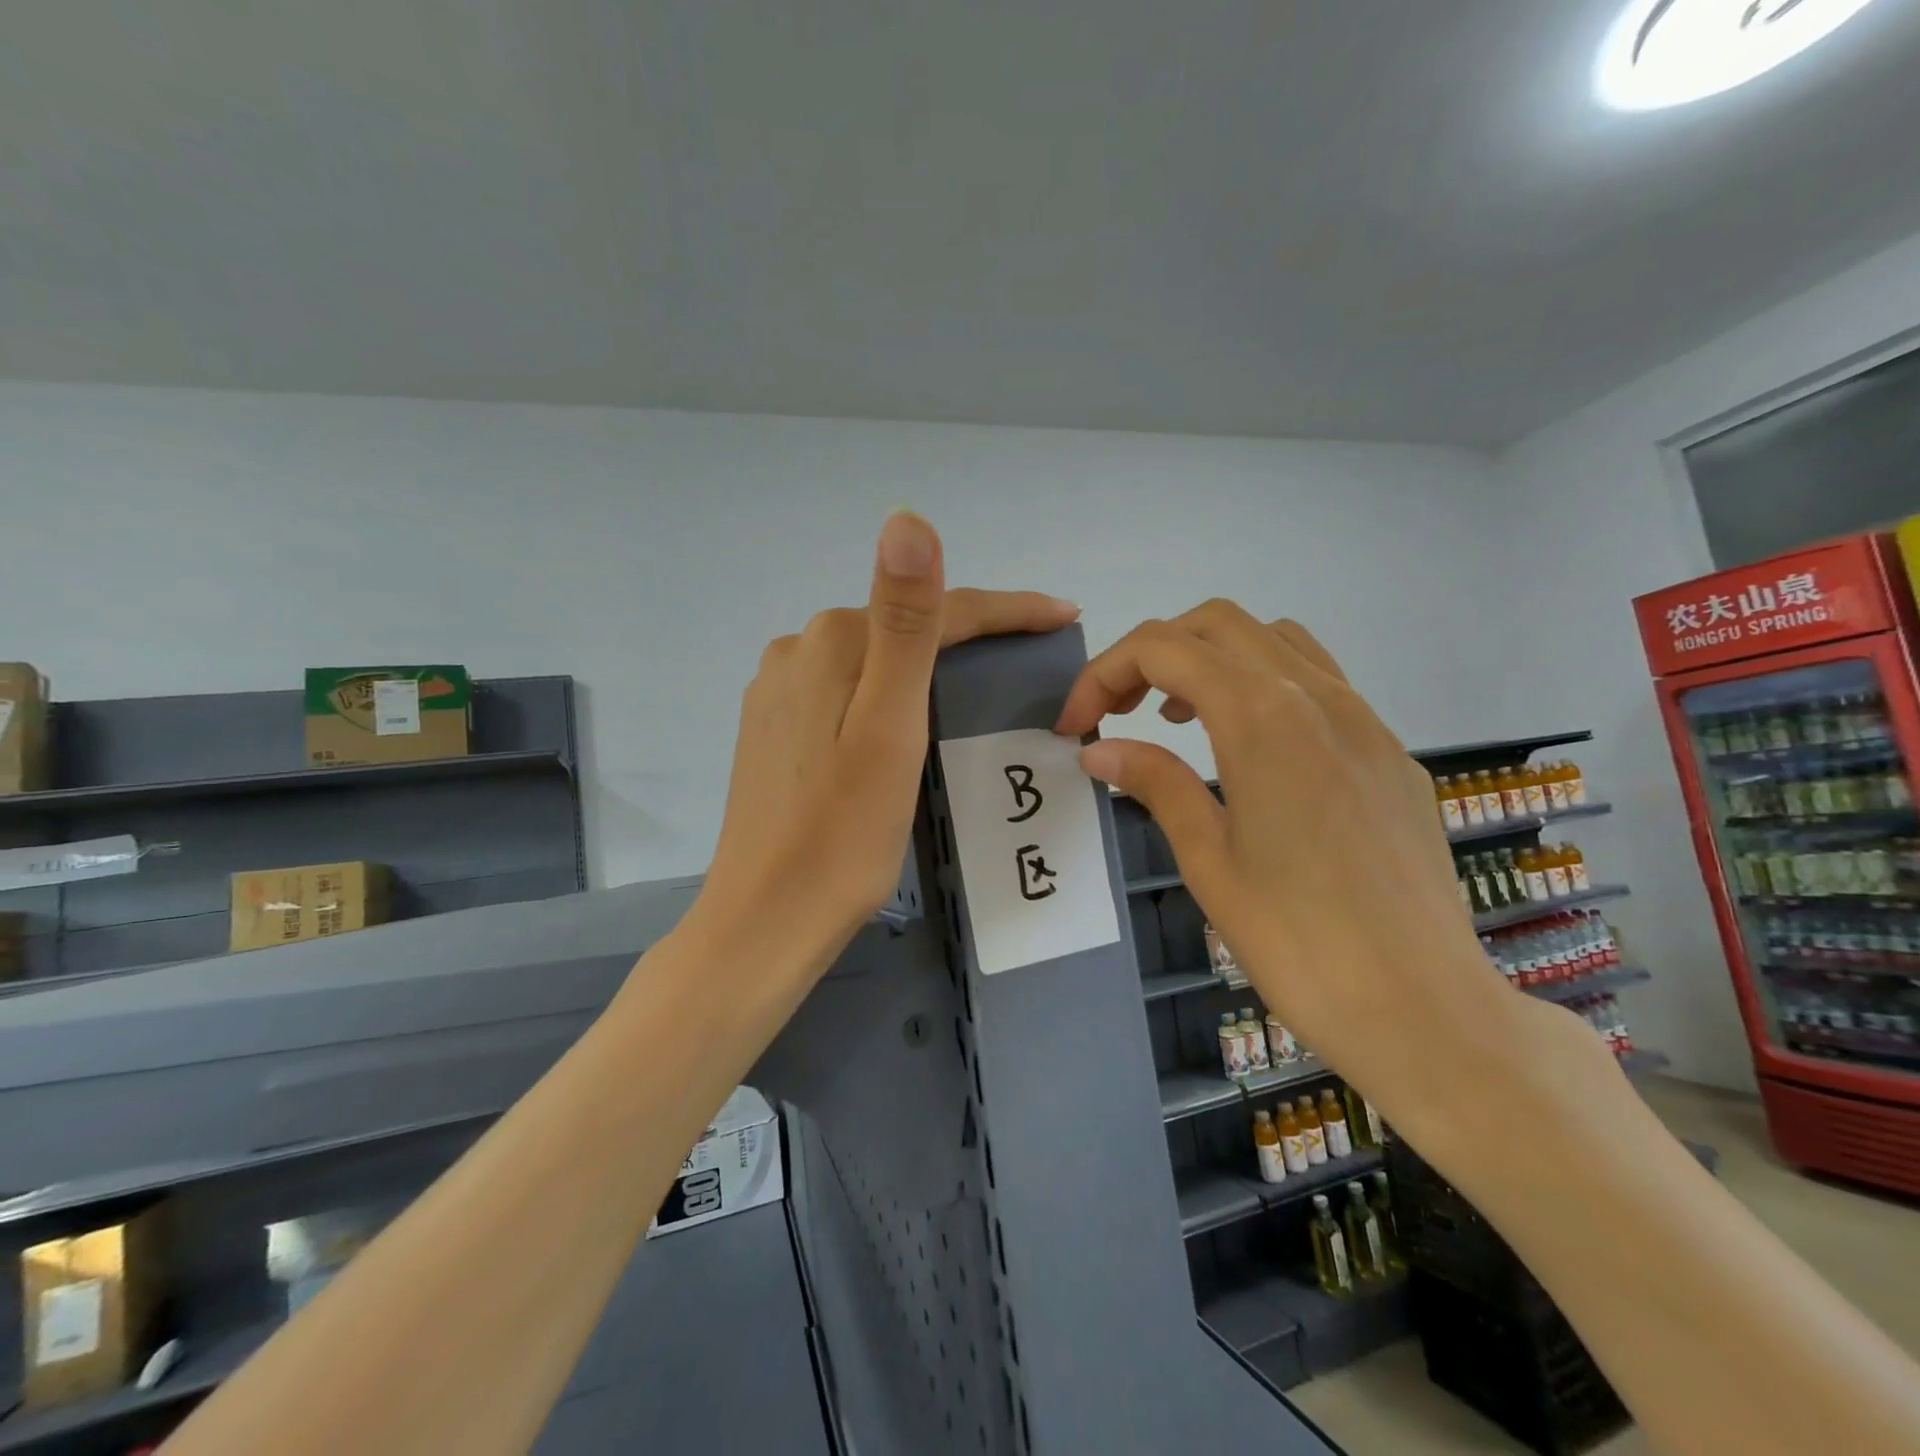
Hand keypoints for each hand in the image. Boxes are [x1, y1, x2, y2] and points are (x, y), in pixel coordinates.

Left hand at [689, 513, 1079, 971]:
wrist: (767, 918)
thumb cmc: (843, 834)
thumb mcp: (889, 728)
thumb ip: (904, 624)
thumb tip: (908, 519)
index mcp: (832, 643)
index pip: (936, 610)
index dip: (1007, 610)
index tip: (1064, 615)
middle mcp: (798, 651)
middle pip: (904, 629)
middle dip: (971, 634)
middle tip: (1032, 651)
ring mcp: (780, 691)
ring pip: (875, 661)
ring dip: (929, 664)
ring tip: (982, 684)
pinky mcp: (775, 728)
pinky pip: (848, 692)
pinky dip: (890, 695)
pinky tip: (908, 719)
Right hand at [1055, 599, 1543, 1136]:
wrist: (1423, 1008)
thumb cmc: (1297, 941)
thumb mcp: (1208, 859)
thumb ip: (1155, 783)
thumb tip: (1098, 749)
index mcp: (1263, 718)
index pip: (1163, 649)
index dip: (1104, 675)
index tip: (1076, 727)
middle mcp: (1318, 696)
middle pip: (1217, 625)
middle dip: (1153, 654)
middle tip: (1117, 712)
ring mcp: (1364, 719)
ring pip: (1273, 641)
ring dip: (1210, 660)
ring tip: (1177, 719)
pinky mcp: (1389, 751)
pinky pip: (1318, 681)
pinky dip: (1262, 686)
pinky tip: (1248, 749)